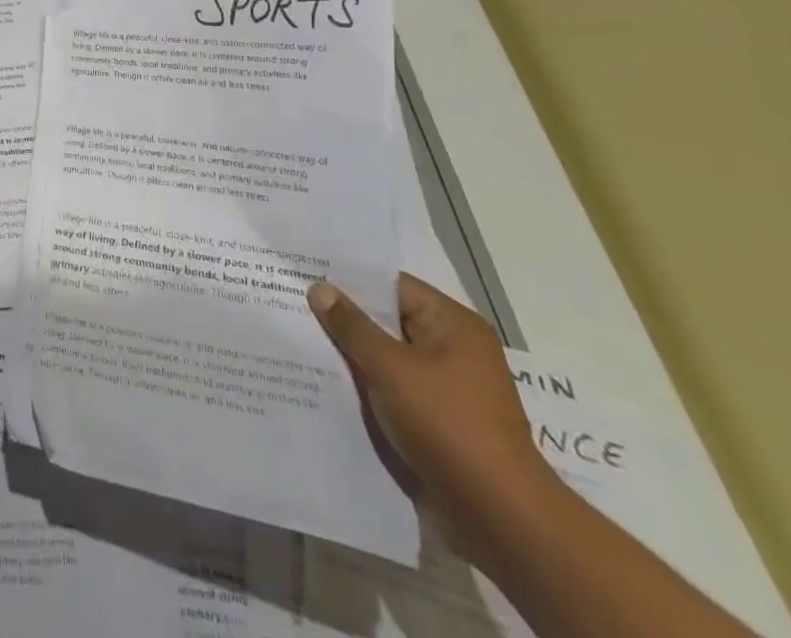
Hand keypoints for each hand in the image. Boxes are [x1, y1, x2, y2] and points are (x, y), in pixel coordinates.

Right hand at [309, 273, 551, 562]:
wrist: (499, 517)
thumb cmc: (447, 425)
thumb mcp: (390, 368)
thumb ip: (351, 326)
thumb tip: (320, 288)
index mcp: (453, 324)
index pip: (391, 285)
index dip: (347, 279)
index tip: (304, 273)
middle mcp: (454, 348)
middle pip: (387, 319)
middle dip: (344, 316)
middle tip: (291, 302)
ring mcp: (448, 385)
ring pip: (386, 355)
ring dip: (351, 352)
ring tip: (299, 339)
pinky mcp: (439, 418)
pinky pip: (392, 386)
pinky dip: (365, 382)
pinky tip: (326, 380)